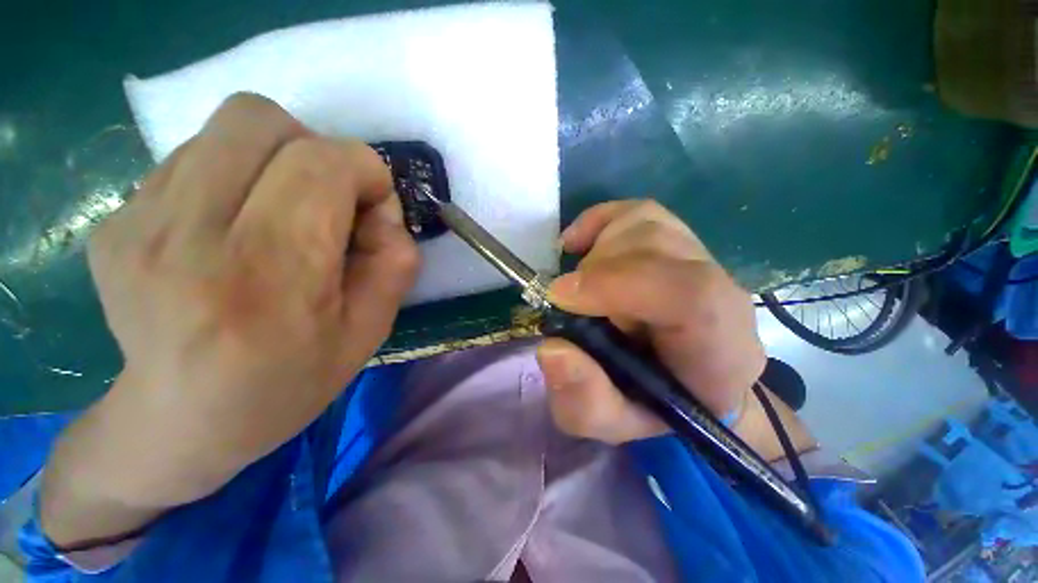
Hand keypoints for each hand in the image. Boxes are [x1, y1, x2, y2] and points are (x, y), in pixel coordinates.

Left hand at [43, 93, 418, 543]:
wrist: (177, 425)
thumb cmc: (286, 388)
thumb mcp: (367, 333)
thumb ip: (388, 262)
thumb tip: (388, 215)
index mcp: (266, 278)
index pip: (326, 164)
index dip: (365, 173)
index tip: (378, 204)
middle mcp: (192, 232)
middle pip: (268, 123)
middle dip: (323, 155)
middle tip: (337, 204)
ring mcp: (143, 217)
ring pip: (231, 127)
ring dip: (283, 161)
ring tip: (293, 216)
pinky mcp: (123, 215)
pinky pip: (201, 157)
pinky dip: (242, 178)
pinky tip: (243, 227)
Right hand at [536, 200, 765, 443]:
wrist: (691, 381)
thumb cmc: (655, 406)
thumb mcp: (613, 423)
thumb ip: (585, 401)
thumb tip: (552, 349)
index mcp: (719, 346)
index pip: (688, 292)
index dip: (616, 283)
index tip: (560, 297)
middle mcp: (721, 289)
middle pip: (655, 247)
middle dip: (595, 273)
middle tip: (568, 304)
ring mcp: (701, 256)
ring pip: (643, 225)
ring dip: (595, 255)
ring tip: (582, 289)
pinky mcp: (677, 239)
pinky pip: (636, 212)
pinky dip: (599, 222)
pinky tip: (578, 244)